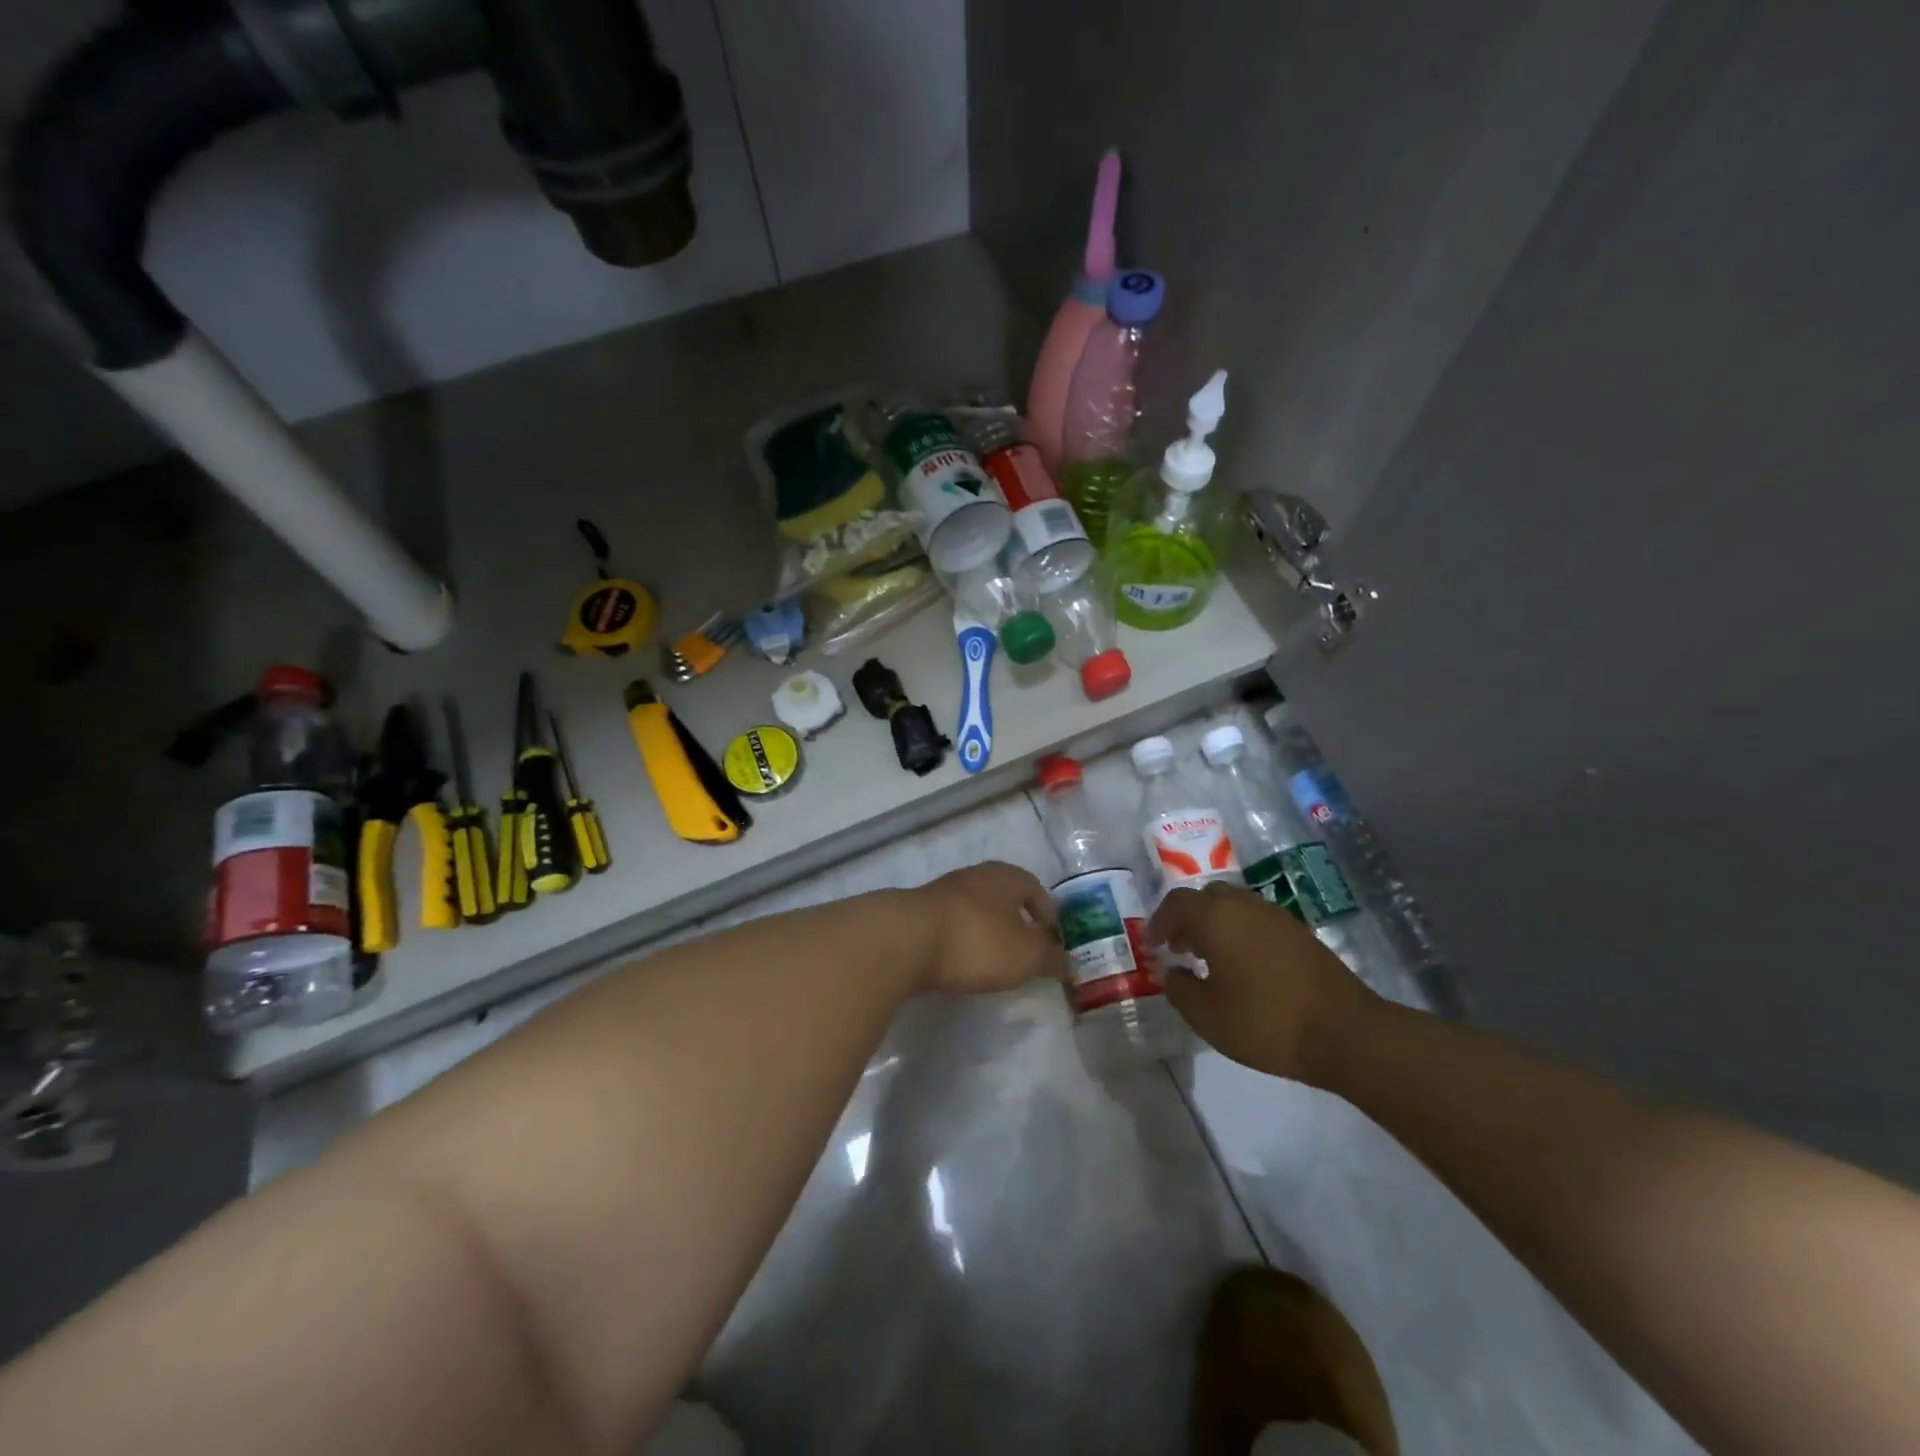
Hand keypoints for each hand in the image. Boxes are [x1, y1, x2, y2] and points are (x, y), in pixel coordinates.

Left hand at [912, 862, 1068, 995]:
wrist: (906, 940)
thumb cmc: (978, 941)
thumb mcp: (1026, 956)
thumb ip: (1051, 958)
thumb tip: (1069, 962)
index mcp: (1006, 877)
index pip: (1035, 888)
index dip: (1048, 914)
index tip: (1053, 939)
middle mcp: (975, 876)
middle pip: (1004, 897)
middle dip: (1017, 921)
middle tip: (1026, 950)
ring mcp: (943, 892)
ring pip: (976, 909)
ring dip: (988, 930)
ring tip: (995, 960)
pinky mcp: (919, 913)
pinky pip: (952, 925)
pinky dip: (962, 940)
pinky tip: (961, 962)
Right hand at [1152, 882, 1380, 1084]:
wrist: (1345, 1032)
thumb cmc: (1266, 1021)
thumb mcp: (1207, 1016)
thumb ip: (1180, 990)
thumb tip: (1174, 973)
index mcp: (1216, 917)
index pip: (1177, 903)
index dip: (1160, 921)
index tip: (1154, 944)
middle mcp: (1245, 906)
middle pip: (1208, 897)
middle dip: (1188, 918)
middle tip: (1180, 948)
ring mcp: (1276, 917)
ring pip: (1235, 907)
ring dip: (1216, 925)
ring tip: (1211, 959)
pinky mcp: (1300, 934)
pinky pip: (1258, 921)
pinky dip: (1241, 933)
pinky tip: (1245, 968)